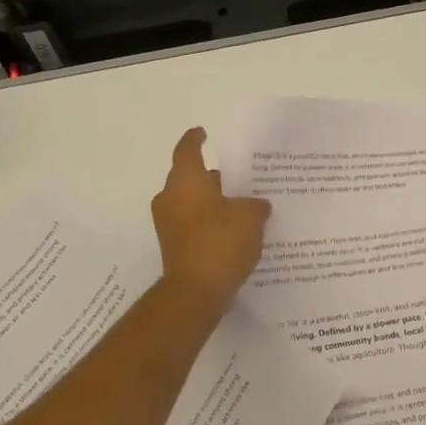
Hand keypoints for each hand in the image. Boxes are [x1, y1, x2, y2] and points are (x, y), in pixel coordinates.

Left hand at [151, 128, 271, 309]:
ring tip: (242, 206)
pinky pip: (192, 224)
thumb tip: (257, 204)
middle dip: (213, 177)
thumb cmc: (220, 242)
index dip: (196, 139)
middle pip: (191, 177)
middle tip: (240, 178)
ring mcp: (168, 224)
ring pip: (192, 202)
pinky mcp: (173, 246)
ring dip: (213, 202)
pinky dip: (209, 222)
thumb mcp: (251, 217)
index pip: (188, 149)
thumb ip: (256, 205)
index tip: (203, 133)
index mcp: (185, 180)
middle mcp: (170, 197)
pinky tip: (234, 231)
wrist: (195, 292)